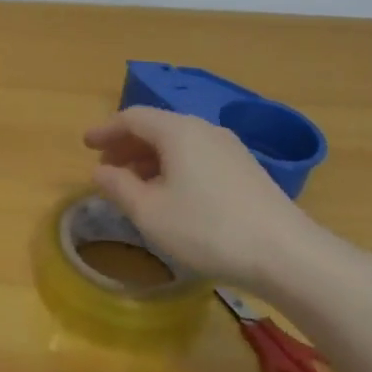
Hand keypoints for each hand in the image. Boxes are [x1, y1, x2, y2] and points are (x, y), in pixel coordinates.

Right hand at [83, 106, 323, 295]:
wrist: (286, 253)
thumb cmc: (207, 229)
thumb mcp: (149, 212)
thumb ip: (118, 187)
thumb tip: (99, 171)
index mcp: (177, 131)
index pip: (132, 117)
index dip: (105, 130)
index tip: (86, 145)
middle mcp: (204, 129)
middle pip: (156, 127)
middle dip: (126, 145)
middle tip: (105, 167)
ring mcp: (229, 148)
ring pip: (178, 143)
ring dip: (149, 158)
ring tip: (133, 184)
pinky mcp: (245, 169)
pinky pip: (197, 156)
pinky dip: (173, 166)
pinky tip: (170, 194)